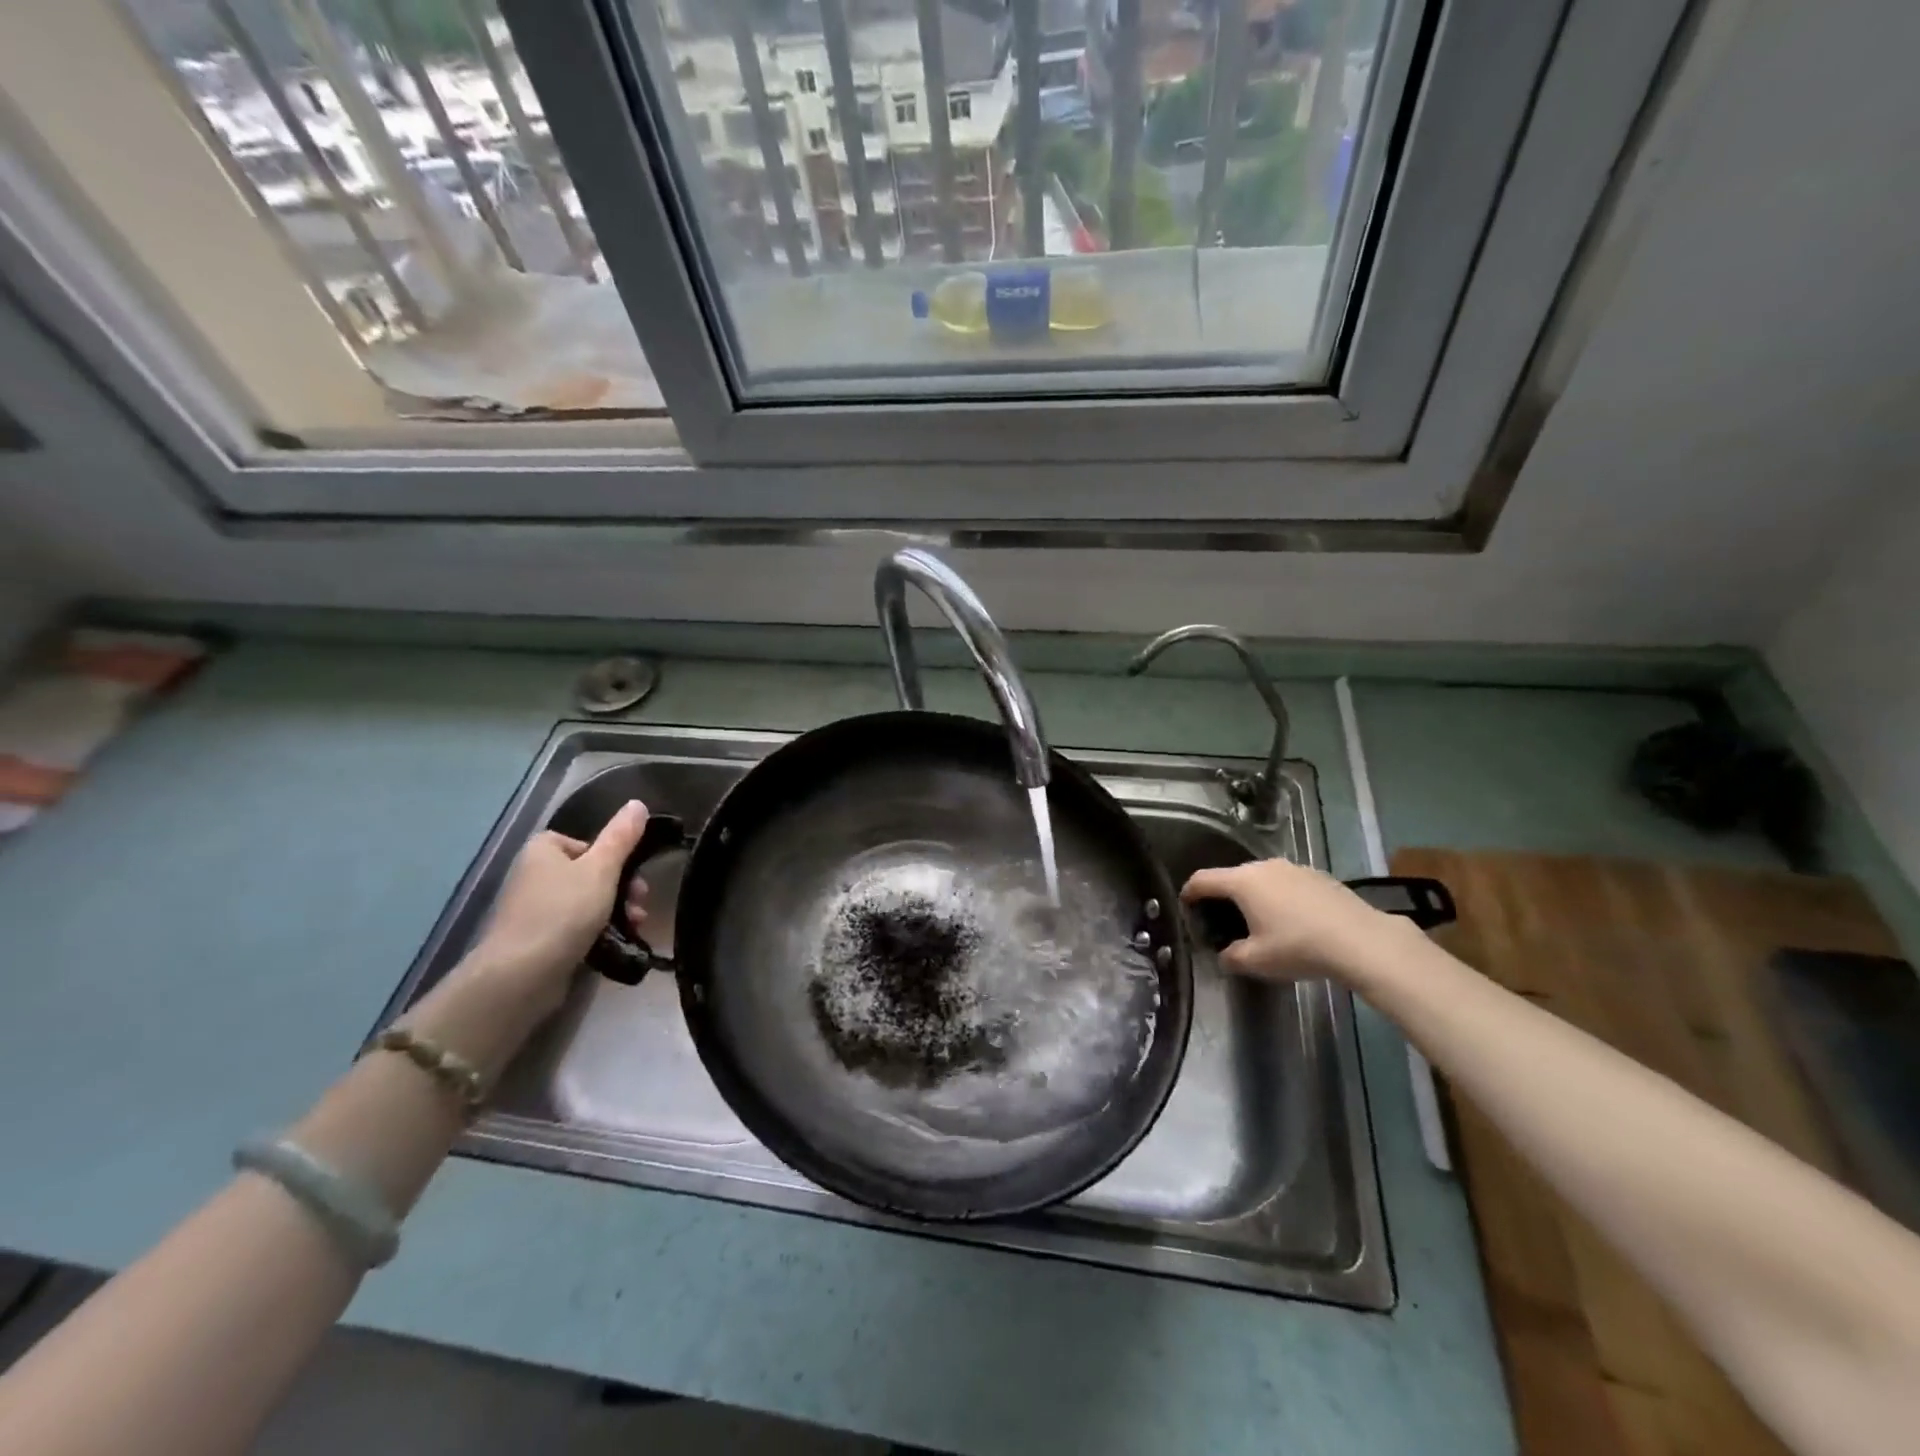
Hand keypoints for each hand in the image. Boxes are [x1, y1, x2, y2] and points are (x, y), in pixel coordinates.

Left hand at [395, 803, 651, 1084]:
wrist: (522, 974)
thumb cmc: (563, 911)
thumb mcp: (602, 869)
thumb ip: (622, 836)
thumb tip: (638, 803)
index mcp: (543, 850)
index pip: (584, 842)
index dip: (612, 856)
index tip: (630, 872)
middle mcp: (533, 875)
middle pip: (590, 872)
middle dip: (622, 887)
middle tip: (640, 903)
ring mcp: (534, 910)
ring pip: (588, 901)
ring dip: (617, 910)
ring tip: (635, 925)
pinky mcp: (538, 940)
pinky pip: (576, 927)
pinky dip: (599, 931)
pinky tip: (616, 942)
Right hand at [1181, 858, 1413, 984]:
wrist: (1361, 941)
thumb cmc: (1298, 947)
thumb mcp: (1256, 961)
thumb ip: (1231, 957)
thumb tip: (1224, 955)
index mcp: (1242, 882)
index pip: (1203, 880)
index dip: (1189, 892)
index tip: (1185, 904)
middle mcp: (1264, 867)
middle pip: (1233, 877)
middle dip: (1224, 896)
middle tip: (1223, 919)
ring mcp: (1294, 868)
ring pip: (1263, 879)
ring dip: (1255, 896)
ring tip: (1260, 920)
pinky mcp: (1318, 876)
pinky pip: (1288, 884)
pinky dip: (1281, 897)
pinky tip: (1293, 921)